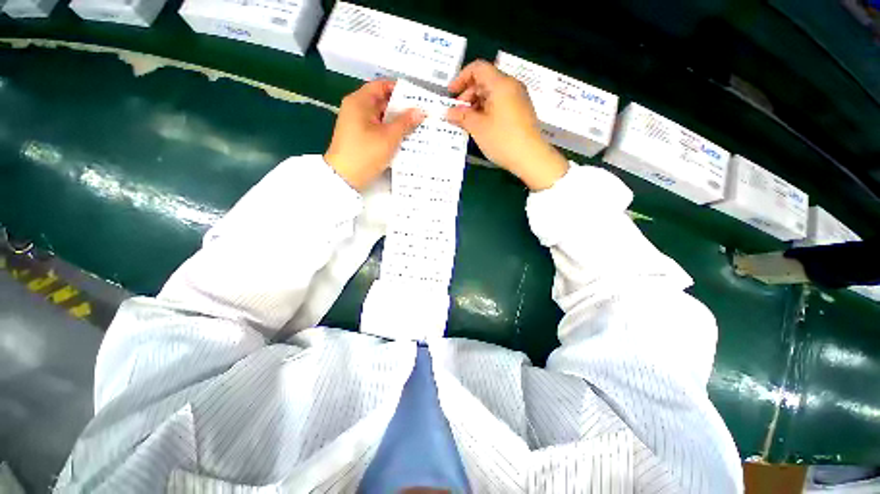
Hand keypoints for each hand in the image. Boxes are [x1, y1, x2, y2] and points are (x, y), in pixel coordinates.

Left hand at [325, 80, 424, 190]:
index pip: (381, 85)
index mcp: (359, 102)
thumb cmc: (365, 154)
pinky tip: (405, 138)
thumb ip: (405, 123)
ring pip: (381, 117)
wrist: (345, 178)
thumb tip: (419, 111)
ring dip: (397, 122)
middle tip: (421, 114)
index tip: (416, 97)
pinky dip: (390, 131)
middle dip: (401, 108)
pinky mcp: (360, 137)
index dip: (399, 89)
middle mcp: (357, 109)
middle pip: (382, 102)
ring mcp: (357, 124)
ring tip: (417, 126)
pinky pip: (378, 129)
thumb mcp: (389, 137)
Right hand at [446, 60, 568, 190]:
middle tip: (457, 112)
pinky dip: (487, 110)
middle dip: (468, 94)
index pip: (478, 68)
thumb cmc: (502, 139)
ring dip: (476, 104)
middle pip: (485, 80)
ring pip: (492, 93)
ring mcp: (518, 99)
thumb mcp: (478, 127)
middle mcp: (511, 86)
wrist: (530, 157)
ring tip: (467, 122)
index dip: (461, 78)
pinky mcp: (521, 111)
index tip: (450, 93)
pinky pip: (500, 104)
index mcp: (501, 84)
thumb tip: (448, 112)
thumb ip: (461, 116)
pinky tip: (480, 125)